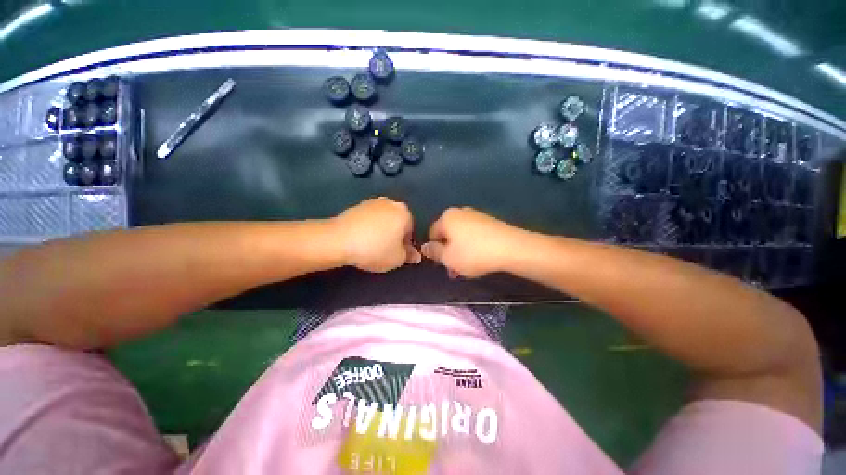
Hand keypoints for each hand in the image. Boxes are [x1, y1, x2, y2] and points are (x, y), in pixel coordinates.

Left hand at [331, 198, 421, 272]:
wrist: (339, 239)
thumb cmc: (375, 249)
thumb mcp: (397, 259)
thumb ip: (409, 256)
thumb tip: (415, 255)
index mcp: (404, 212)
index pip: (411, 231)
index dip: (405, 245)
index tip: (397, 255)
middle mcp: (390, 203)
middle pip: (397, 223)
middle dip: (394, 236)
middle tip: (385, 251)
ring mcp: (372, 202)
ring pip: (383, 220)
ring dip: (381, 232)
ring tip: (371, 246)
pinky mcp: (356, 206)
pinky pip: (369, 219)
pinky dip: (368, 228)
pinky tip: (361, 240)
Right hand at [422, 207, 526, 277]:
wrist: (511, 248)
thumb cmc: (473, 253)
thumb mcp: (448, 258)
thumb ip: (434, 252)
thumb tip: (425, 247)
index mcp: (447, 217)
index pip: (432, 234)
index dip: (434, 251)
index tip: (442, 264)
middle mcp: (460, 212)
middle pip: (448, 235)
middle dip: (449, 253)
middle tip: (455, 270)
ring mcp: (476, 215)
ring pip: (461, 236)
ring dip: (460, 252)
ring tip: (468, 268)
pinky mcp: (490, 222)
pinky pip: (474, 235)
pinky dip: (473, 247)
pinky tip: (480, 258)